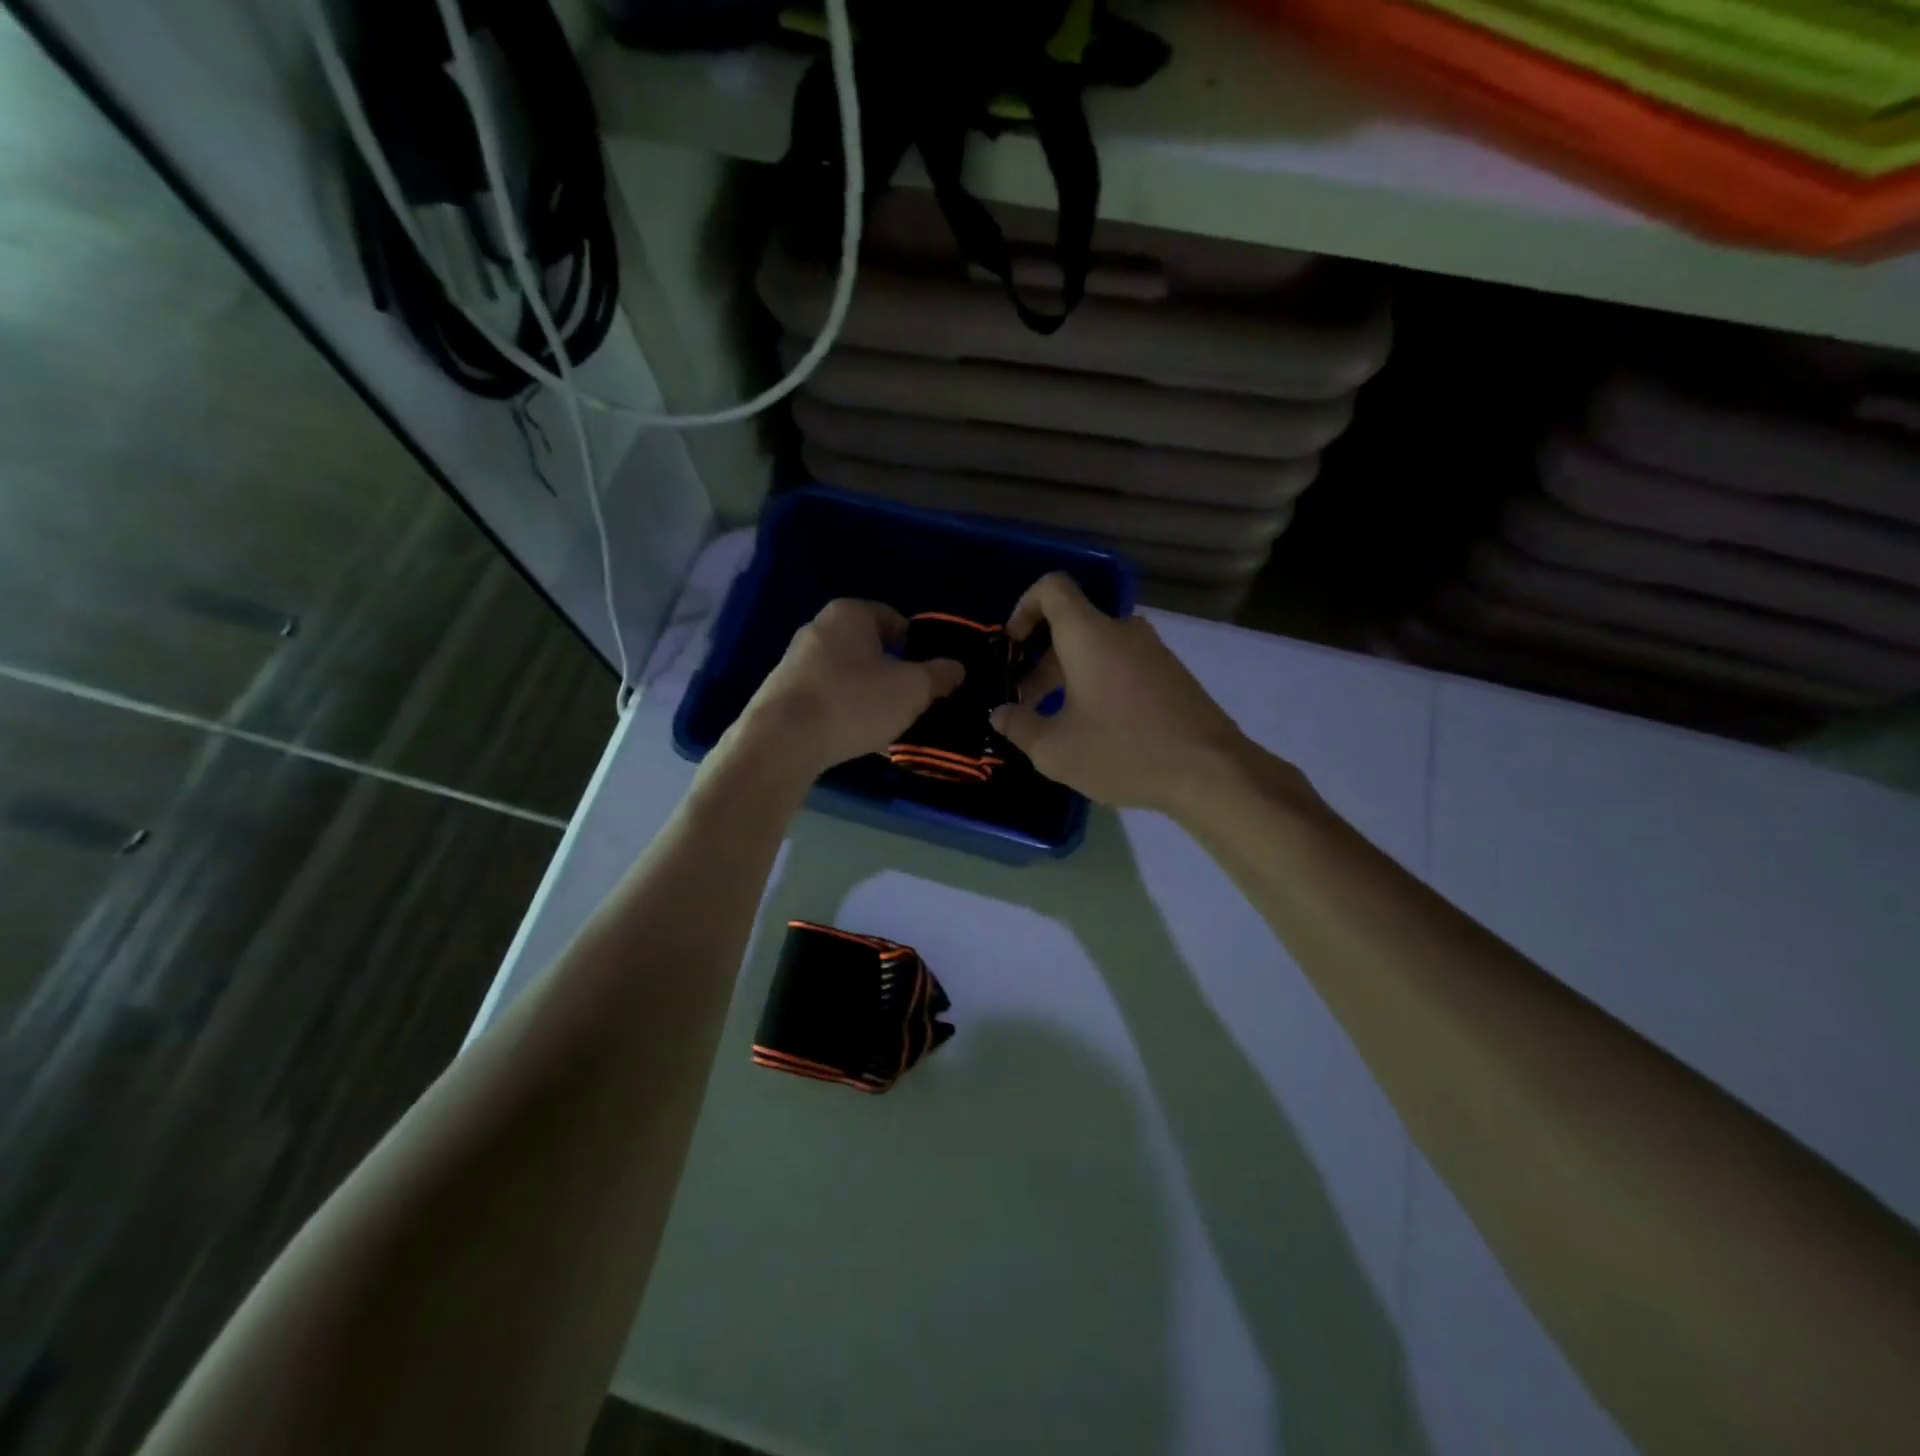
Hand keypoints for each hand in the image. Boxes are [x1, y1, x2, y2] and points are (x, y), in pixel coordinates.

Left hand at [735, 600, 964, 776]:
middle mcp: (818, 628)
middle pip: (870, 648)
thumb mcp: (912, 690)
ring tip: (885, 725)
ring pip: (848, 674)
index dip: (917, 646)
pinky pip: (827, 696)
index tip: (928, 675)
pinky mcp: (782, 693)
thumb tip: (956, 668)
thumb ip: (939, 675)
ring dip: (869, 695)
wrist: (781, 742)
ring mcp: (796, 661)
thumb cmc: (854, 703)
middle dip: (893, 673)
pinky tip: (854, 736)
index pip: (895, 619)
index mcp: (849, 614)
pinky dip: (844, 711)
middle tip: (911, 701)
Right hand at [989, 574, 1253, 813]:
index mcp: (1090, 635)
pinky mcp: (1172, 675)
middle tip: (1025, 703)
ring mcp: (1153, 652)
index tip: (1012, 647)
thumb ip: (1019, 726)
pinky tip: (1096, 730)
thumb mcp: (1055, 750)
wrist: (1211, 772)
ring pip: (1097, 649)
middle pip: (1071, 626)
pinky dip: (1098, 683)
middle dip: (1040, 660)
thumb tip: (1000, 714)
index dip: (1024, 607)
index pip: (1052, 587)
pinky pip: (1123, 666)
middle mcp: (1123, 631)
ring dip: (1068, 675)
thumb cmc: (1123, 752)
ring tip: (1056, 722)